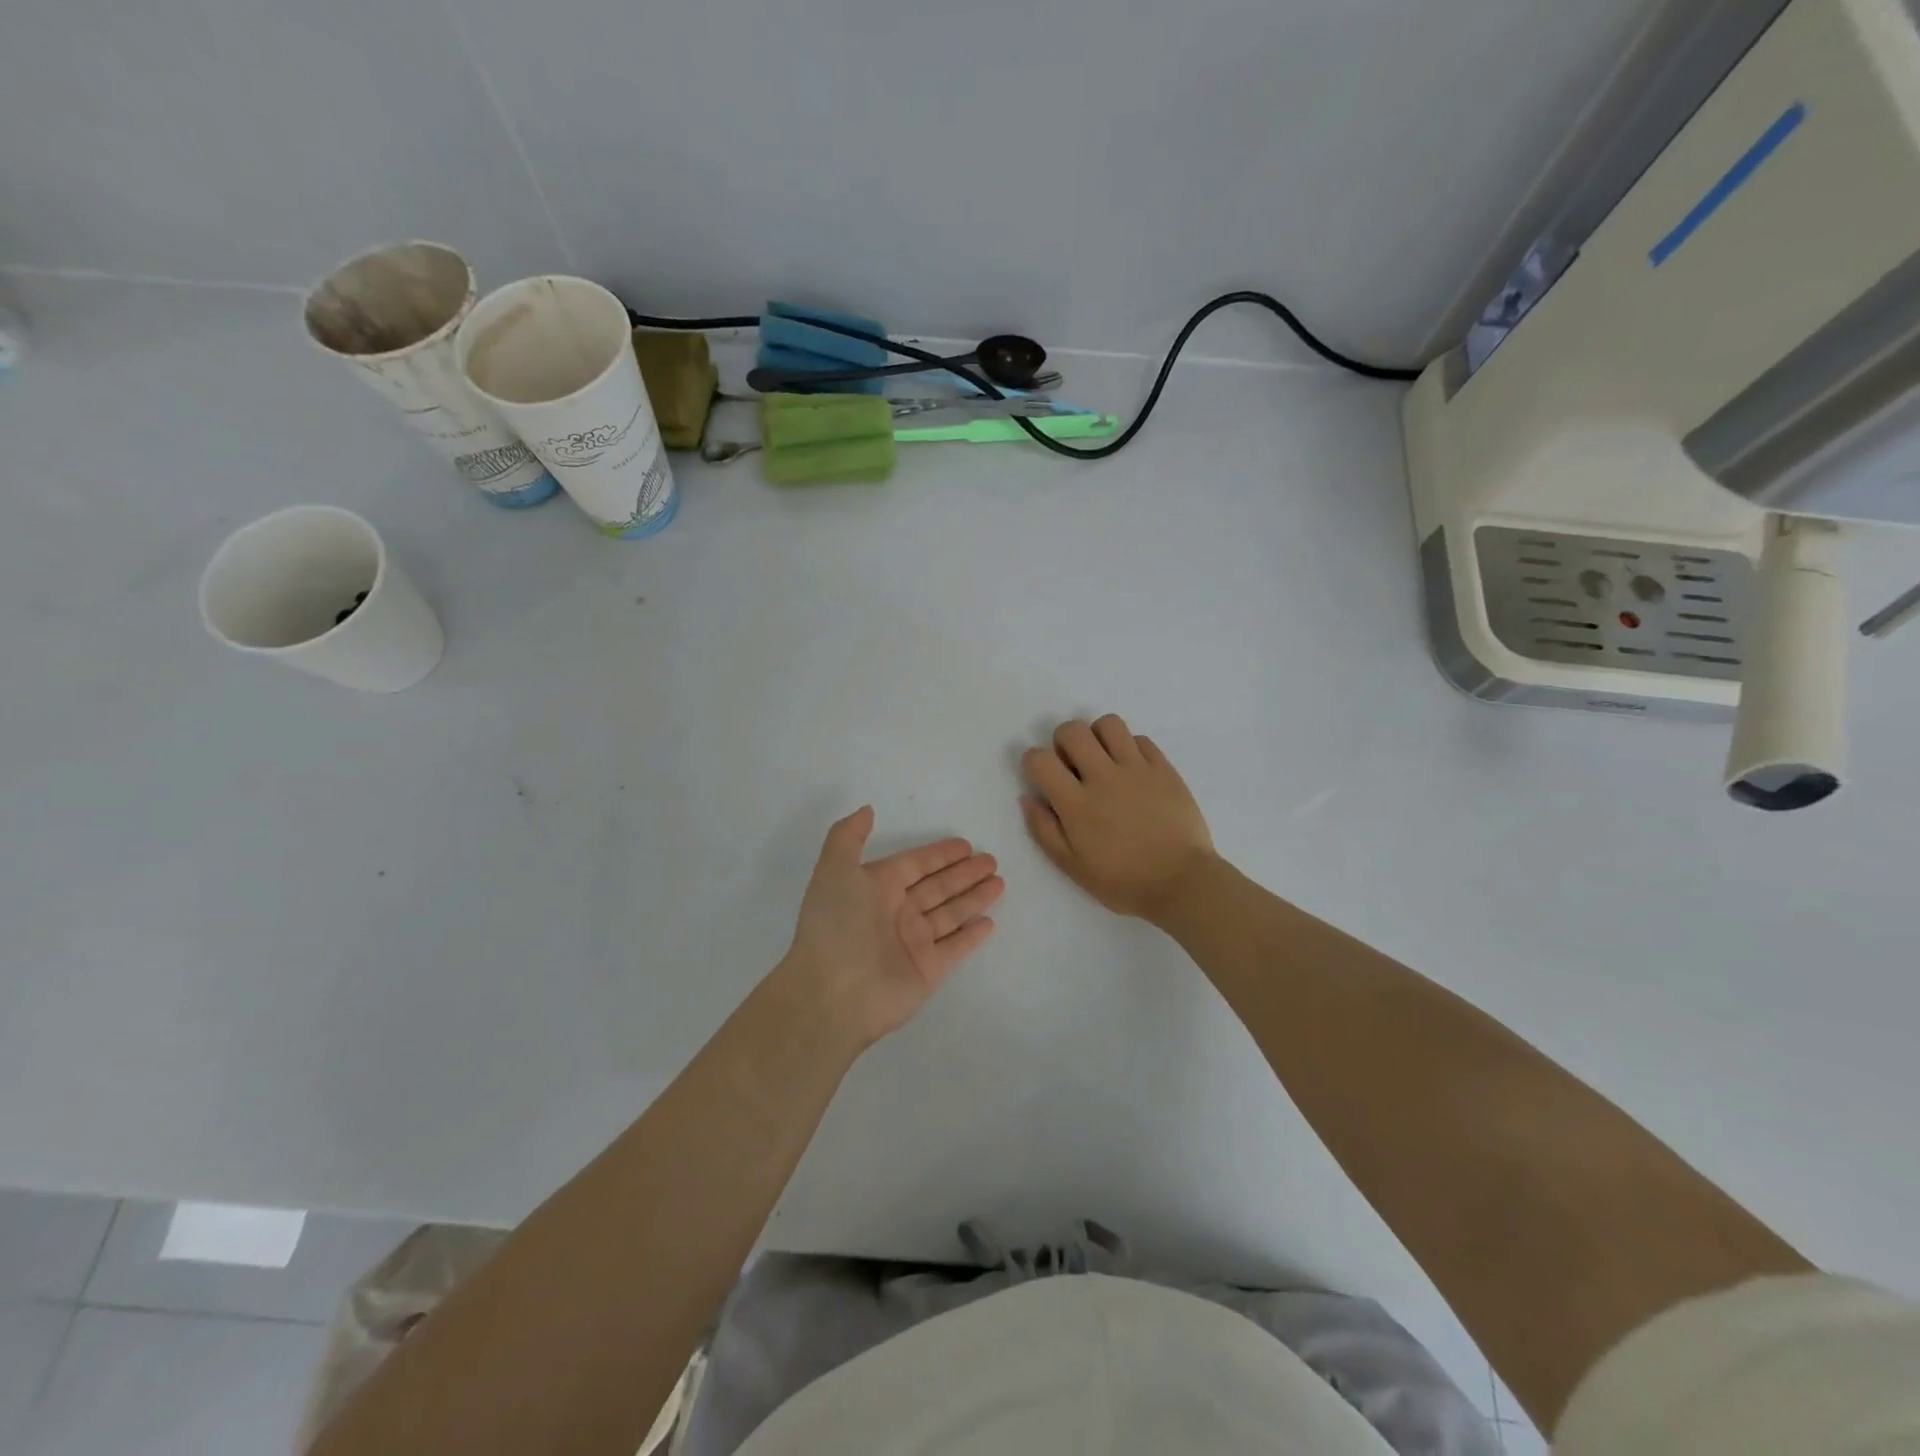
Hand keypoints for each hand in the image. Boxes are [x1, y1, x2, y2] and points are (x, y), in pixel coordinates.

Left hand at [782, 807, 1002, 1048]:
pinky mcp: (927, 970)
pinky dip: (971, 935)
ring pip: (950, 913)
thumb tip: (867, 810)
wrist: (832, 993)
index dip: (939, 854)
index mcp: (876, 887)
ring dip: (974, 897)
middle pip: (937, 886)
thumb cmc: (836, 925)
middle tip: (991, 860)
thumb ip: (848, 837)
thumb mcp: (833, 870)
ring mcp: (914, 942)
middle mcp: (896, 912)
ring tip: (1000, 882)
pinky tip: (989, 921)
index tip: (966, 844)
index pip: (915, 864)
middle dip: (964, 873)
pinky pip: (955, 947)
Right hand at [1021, 715, 1215, 924]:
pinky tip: (1131, 770)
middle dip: (1062, 741)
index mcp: (1076, 803)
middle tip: (1072, 764)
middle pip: (1072, 731)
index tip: (1042, 775)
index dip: (1033, 761)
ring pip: (1108, 724)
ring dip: (1097, 736)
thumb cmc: (1123, 881)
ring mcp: (1137, 769)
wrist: (1182, 882)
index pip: (1040, 760)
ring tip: (1102, 759)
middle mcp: (1103, 777)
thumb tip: (1028, 797)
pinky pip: (1140, 739)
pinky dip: (1129, 748)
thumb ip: (1045, 830)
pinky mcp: (1164, 768)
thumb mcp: (1072, 866)